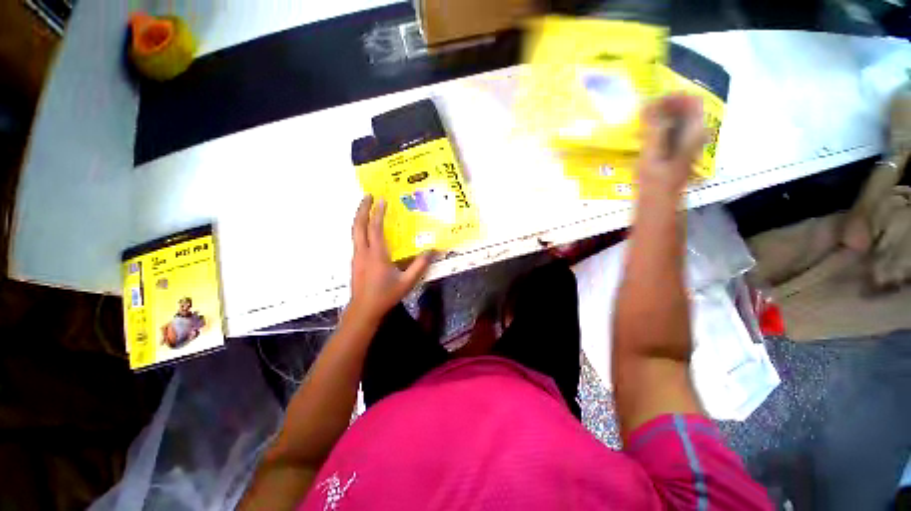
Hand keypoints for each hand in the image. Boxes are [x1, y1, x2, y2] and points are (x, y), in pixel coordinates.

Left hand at [346, 195, 432, 325]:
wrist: (363, 310)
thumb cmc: (386, 295)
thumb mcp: (407, 282)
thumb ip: (420, 265)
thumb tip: (432, 250)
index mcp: (376, 255)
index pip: (375, 228)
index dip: (378, 212)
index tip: (382, 199)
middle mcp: (363, 252)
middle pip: (358, 225)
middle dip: (362, 209)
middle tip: (368, 195)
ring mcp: (356, 257)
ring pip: (354, 232)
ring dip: (360, 217)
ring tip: (366, 208)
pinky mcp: (355, 261)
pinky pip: (356, 239)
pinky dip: (360, 228)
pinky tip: (366, 230)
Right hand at [638, 94, 707, 194]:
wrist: (658, 203)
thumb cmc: (655, 181)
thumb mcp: (652, 153)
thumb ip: (653, 128)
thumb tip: (648, 102)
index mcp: (694, 133)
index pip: (692, 102)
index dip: (674, 97)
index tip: (653, 101)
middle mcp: (695, 135)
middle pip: (685, 110)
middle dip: (665, 106)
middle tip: (644, 112)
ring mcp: (686, 144)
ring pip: (677, 120)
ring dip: (660, 117)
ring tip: (641, 123)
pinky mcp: (676, 152)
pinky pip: (670, 131)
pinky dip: (657, 129)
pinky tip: (643, 136)